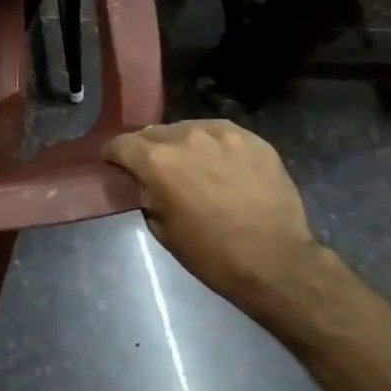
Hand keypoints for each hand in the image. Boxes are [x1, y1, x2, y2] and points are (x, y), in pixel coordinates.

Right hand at [104, 121, 323, 313]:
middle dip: (149, 150)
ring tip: (194, 167)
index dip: (114, 156)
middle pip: (152, 133)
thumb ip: (145, 193)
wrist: (275, 261)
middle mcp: (185, 137)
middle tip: (158, 172)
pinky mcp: (252, 139)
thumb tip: (143, 181)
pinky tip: (221, 166)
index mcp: (157, 161)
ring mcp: (222, 134)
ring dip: (182, 146)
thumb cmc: (210, 253)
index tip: (116, 167)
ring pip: (187, 129)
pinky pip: (220, 134)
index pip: (120, 144)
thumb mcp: (160, 227)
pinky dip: (213, 146)